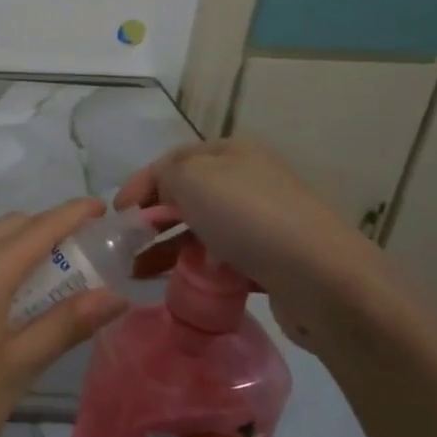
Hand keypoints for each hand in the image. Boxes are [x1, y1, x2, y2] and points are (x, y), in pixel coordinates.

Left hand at [0, 198, 126, 436]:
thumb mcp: (19, 368)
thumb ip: (66, 324)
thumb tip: (115, 294)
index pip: (38, 228)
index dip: (72, 214)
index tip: (101, 208)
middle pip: (9, 227)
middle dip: (46, 229)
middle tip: (80, 254)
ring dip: (17, 247)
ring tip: (47, 279)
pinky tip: (1, 301)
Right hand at [116, 137, 394, 348]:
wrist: (320, 278)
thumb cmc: (248, 216)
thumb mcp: (191, 178)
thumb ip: (164, 175)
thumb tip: (162, 191)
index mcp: (231, 151)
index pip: (172, 160)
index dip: (140, 183)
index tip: (116, 214)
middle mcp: (248, 180)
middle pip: (186, 196)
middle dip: (152, 219)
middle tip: (126, 245)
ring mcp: (262, 221)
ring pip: (202, 230)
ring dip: (167, 248)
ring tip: (139, 272)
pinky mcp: (270, 260)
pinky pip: (221, 260)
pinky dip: (196, 269)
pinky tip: (177, 285)